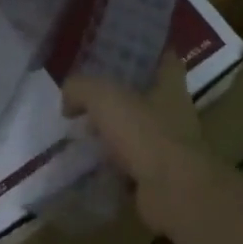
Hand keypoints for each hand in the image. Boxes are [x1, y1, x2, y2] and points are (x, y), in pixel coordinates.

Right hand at [62, 58, 207, 226]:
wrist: (173, 192)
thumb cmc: (145, 133)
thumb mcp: (103, 97)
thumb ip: (80, 88)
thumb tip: (68, 102)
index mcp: (170, 84)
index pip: (163, 57)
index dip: (144, 52)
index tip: (118, 51)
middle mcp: (174, 112)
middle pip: (145, 95)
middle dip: (119, 95)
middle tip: (86, 95)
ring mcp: (168, 146)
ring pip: (136, 131)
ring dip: (113, 133)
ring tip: (80, 132)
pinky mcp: (158, 176)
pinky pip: (129, 164)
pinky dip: (111, 165)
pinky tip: (86, 164)